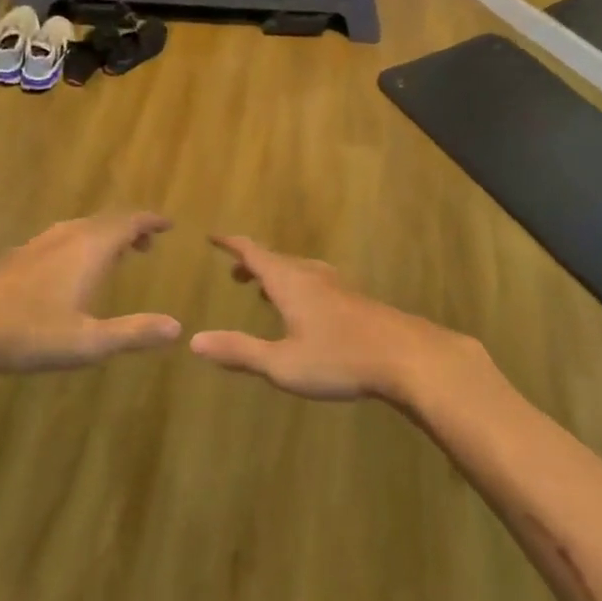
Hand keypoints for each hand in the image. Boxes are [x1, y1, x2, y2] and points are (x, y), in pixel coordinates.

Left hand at [0, 213, 180, 382]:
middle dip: (129, 229)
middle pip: (105, 221)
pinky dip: (78, 245)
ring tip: (112, 255)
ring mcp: (35, 245)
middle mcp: (65, 237)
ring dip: (102, 236)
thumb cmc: (29, 334)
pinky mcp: (13, 257)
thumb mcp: (89, 341)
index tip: (167, 224)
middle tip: (145, 244)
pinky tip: (66, 271)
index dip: (150, 221)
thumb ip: (134, 332)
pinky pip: (58, 239)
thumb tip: (177, 328)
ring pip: (79, 228)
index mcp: (89, 249)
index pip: (128, 222)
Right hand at [189, 235, 473, 403]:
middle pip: (277, 260)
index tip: (213, 236)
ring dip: (278, 275)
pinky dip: (299, 287)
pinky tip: (307, 311)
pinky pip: (317, 283)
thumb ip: (240, 352)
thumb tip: (194, 340)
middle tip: (235, 275)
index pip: (254, 253)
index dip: (232, 244)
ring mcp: (337, 286)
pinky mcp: (356, 301)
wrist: (407, 357)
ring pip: (300, 271)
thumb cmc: (340, 359)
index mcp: (290, 282)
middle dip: (253, 263)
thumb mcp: (282, 363)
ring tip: (265, 291)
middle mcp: (312, 276)